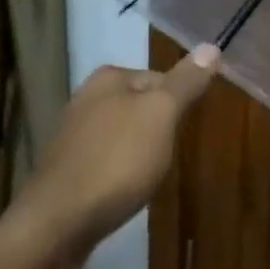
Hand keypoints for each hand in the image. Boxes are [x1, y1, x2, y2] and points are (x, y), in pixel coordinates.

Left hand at [10, 45, 219, 263]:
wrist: (58, 222)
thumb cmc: (117, 161)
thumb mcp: (161, 115)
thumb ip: (185, 82)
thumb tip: (211, 46)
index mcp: (109, 78)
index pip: (162, 77)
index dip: (180, 102)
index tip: (188, 129)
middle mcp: (87, 97)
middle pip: (143, 106)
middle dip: (160, 128)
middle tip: (170, 155)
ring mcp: (74, 134)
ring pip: (125, 134)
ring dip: (141, 151)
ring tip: (151, 176)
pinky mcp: (68, 168)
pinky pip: (108, 160)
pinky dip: (122, 172)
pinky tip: (126, 190)